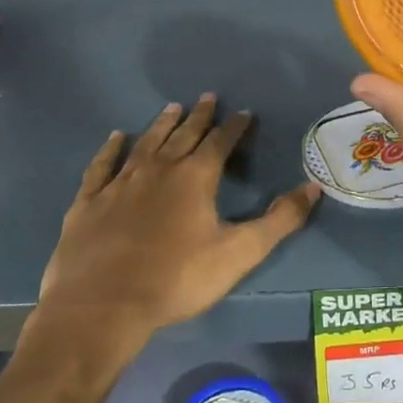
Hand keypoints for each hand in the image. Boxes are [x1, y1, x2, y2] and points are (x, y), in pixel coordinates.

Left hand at [38, 94, 320, 351]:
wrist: (103, 306)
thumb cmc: (177, 279)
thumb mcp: (239, 253)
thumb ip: (279, 220)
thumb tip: (313, 187)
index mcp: (195, 177)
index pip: (220, 142)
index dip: (234, 127)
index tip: (244, 112)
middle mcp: (159, 169)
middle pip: (183, 135)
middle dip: (199, 116)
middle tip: (208, 97)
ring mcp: (120, 182)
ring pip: (146, 143)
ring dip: (161, 124)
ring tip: (172, 107)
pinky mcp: (89, 201)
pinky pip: (102, 165)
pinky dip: (111, 149)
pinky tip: (116, 137)